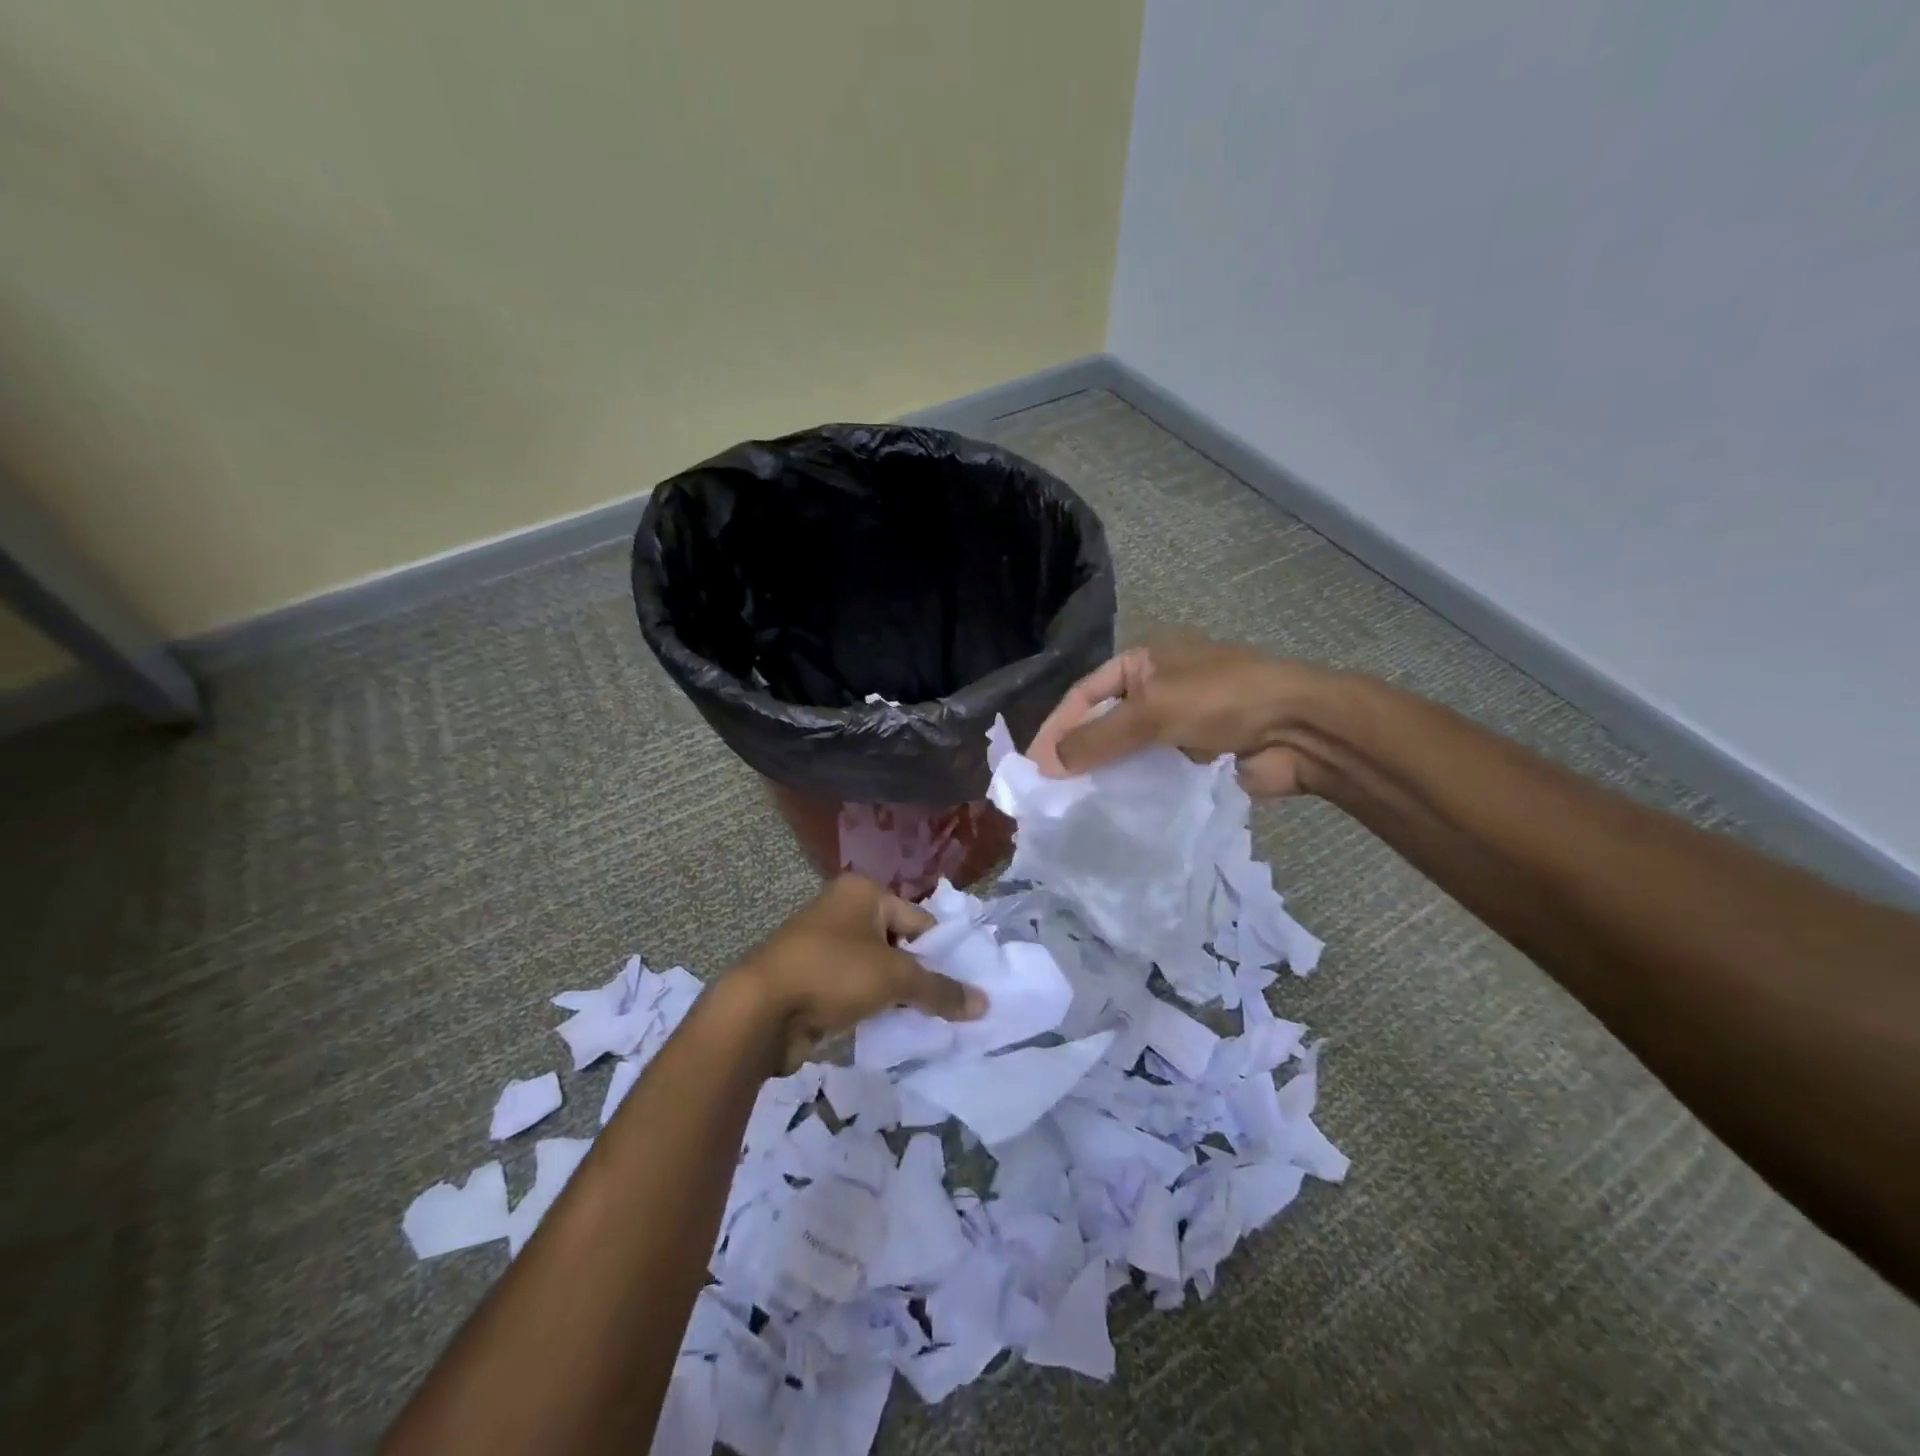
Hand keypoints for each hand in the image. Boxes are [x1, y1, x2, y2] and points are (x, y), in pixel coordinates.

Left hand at [735, 874, 986, 1072]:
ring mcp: (824, 943)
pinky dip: (871, 1005)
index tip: (962, 987)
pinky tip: (889, 1028)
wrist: (760, 1010)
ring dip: (896, 994)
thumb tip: (984, 1004)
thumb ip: (940, 990)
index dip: (941, 954)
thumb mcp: (895, 978)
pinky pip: (855, 987)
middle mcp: (843, 909)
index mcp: (863, 892)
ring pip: (877, 968)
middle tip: (947, 1007)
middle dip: (919, 976)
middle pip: (898, 944)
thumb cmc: (834, 973)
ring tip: (923, 1022)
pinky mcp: (812, 977)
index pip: (919, 921)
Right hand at [1028, 631, 1337, 796]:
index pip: (1084, 693)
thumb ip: (1098, 737)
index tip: (1034, 764)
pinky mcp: (1194, 758)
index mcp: (1143, 661)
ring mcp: (1176, 724)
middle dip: (1076, 753)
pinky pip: (1152, 774)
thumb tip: (1048, 764)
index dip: (1057, 726)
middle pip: (1102, 722)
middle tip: (1047, 791)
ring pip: (1126, 751)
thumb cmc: (1223, 699)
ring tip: (1071, 807)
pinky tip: (1110, 812)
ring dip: (1103, 774)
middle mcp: (1156, 689)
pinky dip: (1132, 789)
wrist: (1300, 729)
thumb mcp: (1153, 709)